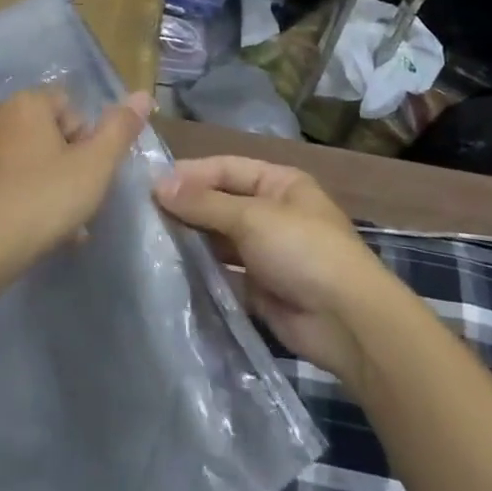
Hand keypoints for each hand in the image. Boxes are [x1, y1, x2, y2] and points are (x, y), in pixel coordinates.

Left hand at [0, 87, 152, 274]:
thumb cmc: (39, 201)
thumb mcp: (94, 168)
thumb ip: (120, 129)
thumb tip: (143, 95)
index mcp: (24, 103)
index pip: (69, 107)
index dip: (86, 141)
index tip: (88, 177)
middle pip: (41, 134)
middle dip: (62, 166)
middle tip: (72, 207)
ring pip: (15, 160)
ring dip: (36, 184)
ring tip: (50, 229)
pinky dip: (6, 198)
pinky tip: (16, 233)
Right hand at [155, 157, 398, 385]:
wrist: (347, 322)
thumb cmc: (303, 250)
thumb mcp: (252, 217)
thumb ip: (205, 203)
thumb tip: (159, 186)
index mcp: (279, 184)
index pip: (226, 168)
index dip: (190, 174)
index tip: (150, 185)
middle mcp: (272, 213)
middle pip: (221, 203)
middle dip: (188, 209)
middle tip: (144, 216)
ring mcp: (267, 252)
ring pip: (221, 240)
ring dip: (193, 241)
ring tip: (151, 244)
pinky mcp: (261, 289)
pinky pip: (225, 274)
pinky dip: (203, 273)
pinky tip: (172, 273)